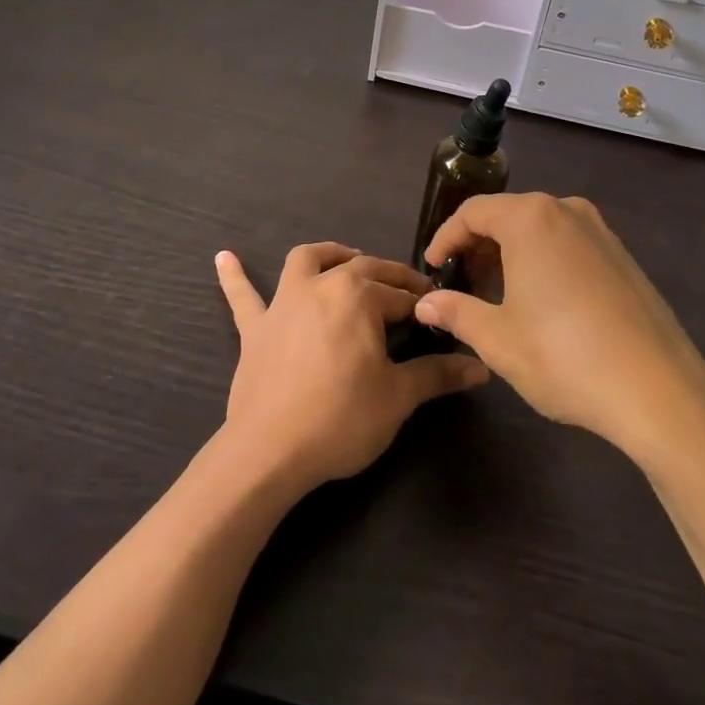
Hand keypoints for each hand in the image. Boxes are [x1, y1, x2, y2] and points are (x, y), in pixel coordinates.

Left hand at [215, 242, 487, 494]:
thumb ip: (438, 375)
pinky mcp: (255, 327)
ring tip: (345, 258)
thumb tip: (481, 368)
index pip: (402, 295)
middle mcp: (321, 285)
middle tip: (410, 293)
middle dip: (390, 277)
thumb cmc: (341, 418)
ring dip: (329, 254)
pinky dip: (235, 276)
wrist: (270, 450)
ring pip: (307, 260)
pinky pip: (243, 296)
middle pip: (362, 268)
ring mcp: (284, 302)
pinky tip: (224, 258)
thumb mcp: (398, 396)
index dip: (424, 306)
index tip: (440, 316)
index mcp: (359, 295)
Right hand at [416, 194, 704, 462]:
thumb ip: (455, 312)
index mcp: (531, 218)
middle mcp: (566, 211)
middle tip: (462, 283)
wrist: (660, 392)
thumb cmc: (565, 357)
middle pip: (507, 215)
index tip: (433, 268)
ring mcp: (600, 231)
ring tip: (496, 294)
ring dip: (510, 253)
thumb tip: (425, 304)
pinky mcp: (622, 256)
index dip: (446, 238)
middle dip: (478, 246)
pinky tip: (541, 302)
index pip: (473, 212)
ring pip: (539, 229)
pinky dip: (543, 260)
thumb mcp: (498, 339)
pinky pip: (567, 244)